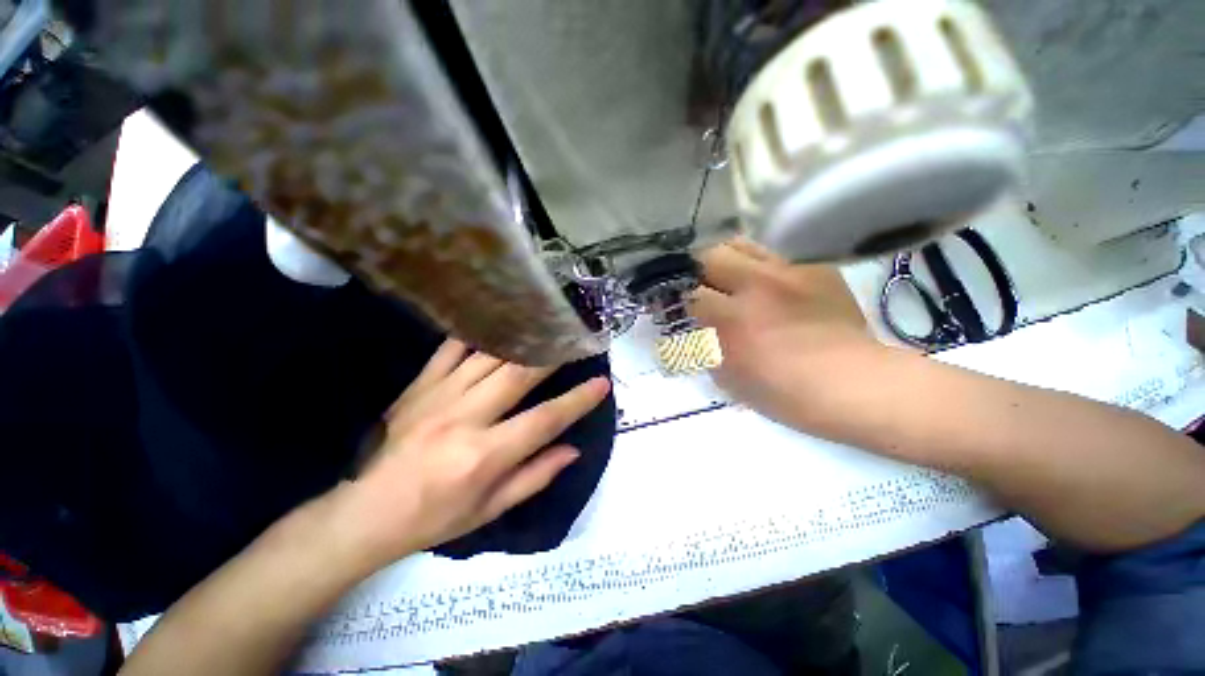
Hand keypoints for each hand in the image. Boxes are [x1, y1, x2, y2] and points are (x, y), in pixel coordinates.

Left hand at [329, 340, 609, 569]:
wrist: (362, 511)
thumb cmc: (432, 517)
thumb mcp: (489, 510)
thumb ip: (535, 477)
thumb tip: (573, 449)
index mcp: (484, 455)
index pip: (545, 420)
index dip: (578, 401)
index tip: (602, 383)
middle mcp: (465, 418)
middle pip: (519, 375)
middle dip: (554, 355)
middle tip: (576, 341)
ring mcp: (439, 395)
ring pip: (490, 356)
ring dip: (523, 340)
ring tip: (546, 327)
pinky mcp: (420, 384)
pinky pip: (452, 349)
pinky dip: (478, 334)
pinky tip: (497, 324)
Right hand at [689, 238, 883, 430]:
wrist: (854, 385)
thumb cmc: (785, 394)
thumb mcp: (728, 379)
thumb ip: (704, 347)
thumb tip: (691, 327)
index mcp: (732, 320)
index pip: (689, 293)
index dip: (677, 298)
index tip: (674, 303)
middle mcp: (755, 286)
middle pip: (708, 256)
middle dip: (696, 270)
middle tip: (698, 286)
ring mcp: (787, 271)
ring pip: (738, 243)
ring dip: (723, 259)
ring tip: (725, 276)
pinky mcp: (812, 267)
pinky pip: (771, 252)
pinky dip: (755, 263)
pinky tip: (760, 281)